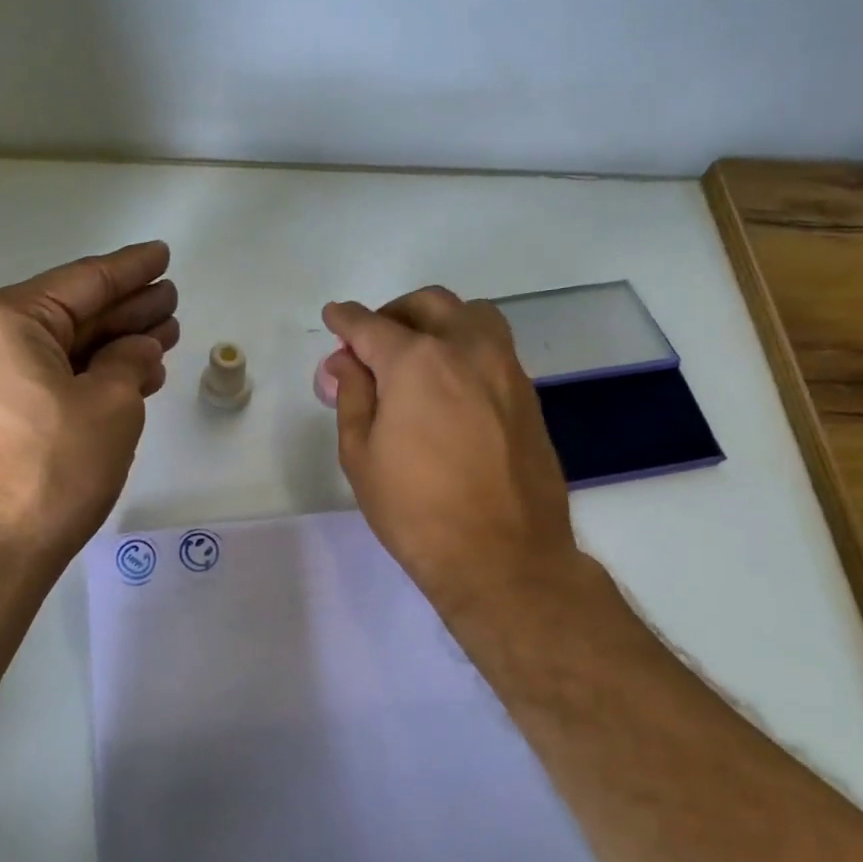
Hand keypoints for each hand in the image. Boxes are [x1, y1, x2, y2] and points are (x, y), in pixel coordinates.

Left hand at [0, 241, 178, 576]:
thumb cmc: (52, 470)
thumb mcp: (111, 406)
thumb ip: (129, 362)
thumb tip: (135, 351)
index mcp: (3, 321)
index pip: (82, 282)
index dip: (131, 270)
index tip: (162, 257)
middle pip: (68, 316)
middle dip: (124, 310)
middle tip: (170, 303)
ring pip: (55, 353)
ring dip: (107, 347)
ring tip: (159, 339)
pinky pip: (39, 383)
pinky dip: (81, 378)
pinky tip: (121, 379)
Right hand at [322, 287, 581, 622]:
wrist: (502, 556)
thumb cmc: (416, 511)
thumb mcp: (361, 455)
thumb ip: (352, 396)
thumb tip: (345, 362)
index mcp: (417, 361)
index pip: (371, 325)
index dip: (346, 320)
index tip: (333, 317)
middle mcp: (466, 349)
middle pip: (427, 305)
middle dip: (392, 313)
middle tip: (372, 341)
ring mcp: (506, 369)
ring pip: (471, 316)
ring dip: (438, 320)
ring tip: (418, 353)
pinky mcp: (529, 394)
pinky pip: (494, 347)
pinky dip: (465, 346)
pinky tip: (451, 384)